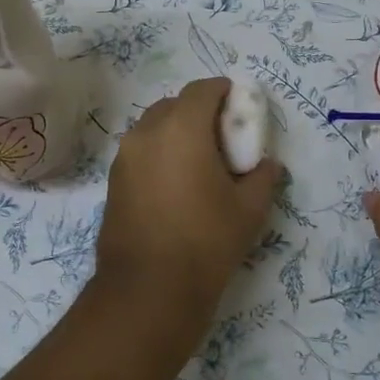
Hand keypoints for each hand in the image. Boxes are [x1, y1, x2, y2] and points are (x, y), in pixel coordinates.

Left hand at [96, 78, 281, 313]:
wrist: (148, 289)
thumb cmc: (206, 241)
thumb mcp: (249, 209)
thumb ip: (263, 177)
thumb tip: (267, 164)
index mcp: (182, 129)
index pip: (201, 90)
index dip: (222, 91)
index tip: (237, 104)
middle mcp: (147, 133)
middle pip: (174, 104)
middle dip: (198, 111)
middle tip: (220, 136)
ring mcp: (124, 157)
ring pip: (152, 127)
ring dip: (175, 131)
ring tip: (197, 161)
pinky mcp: (113, 181)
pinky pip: (140, 151)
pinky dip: (159, 153)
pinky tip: (175, 183)